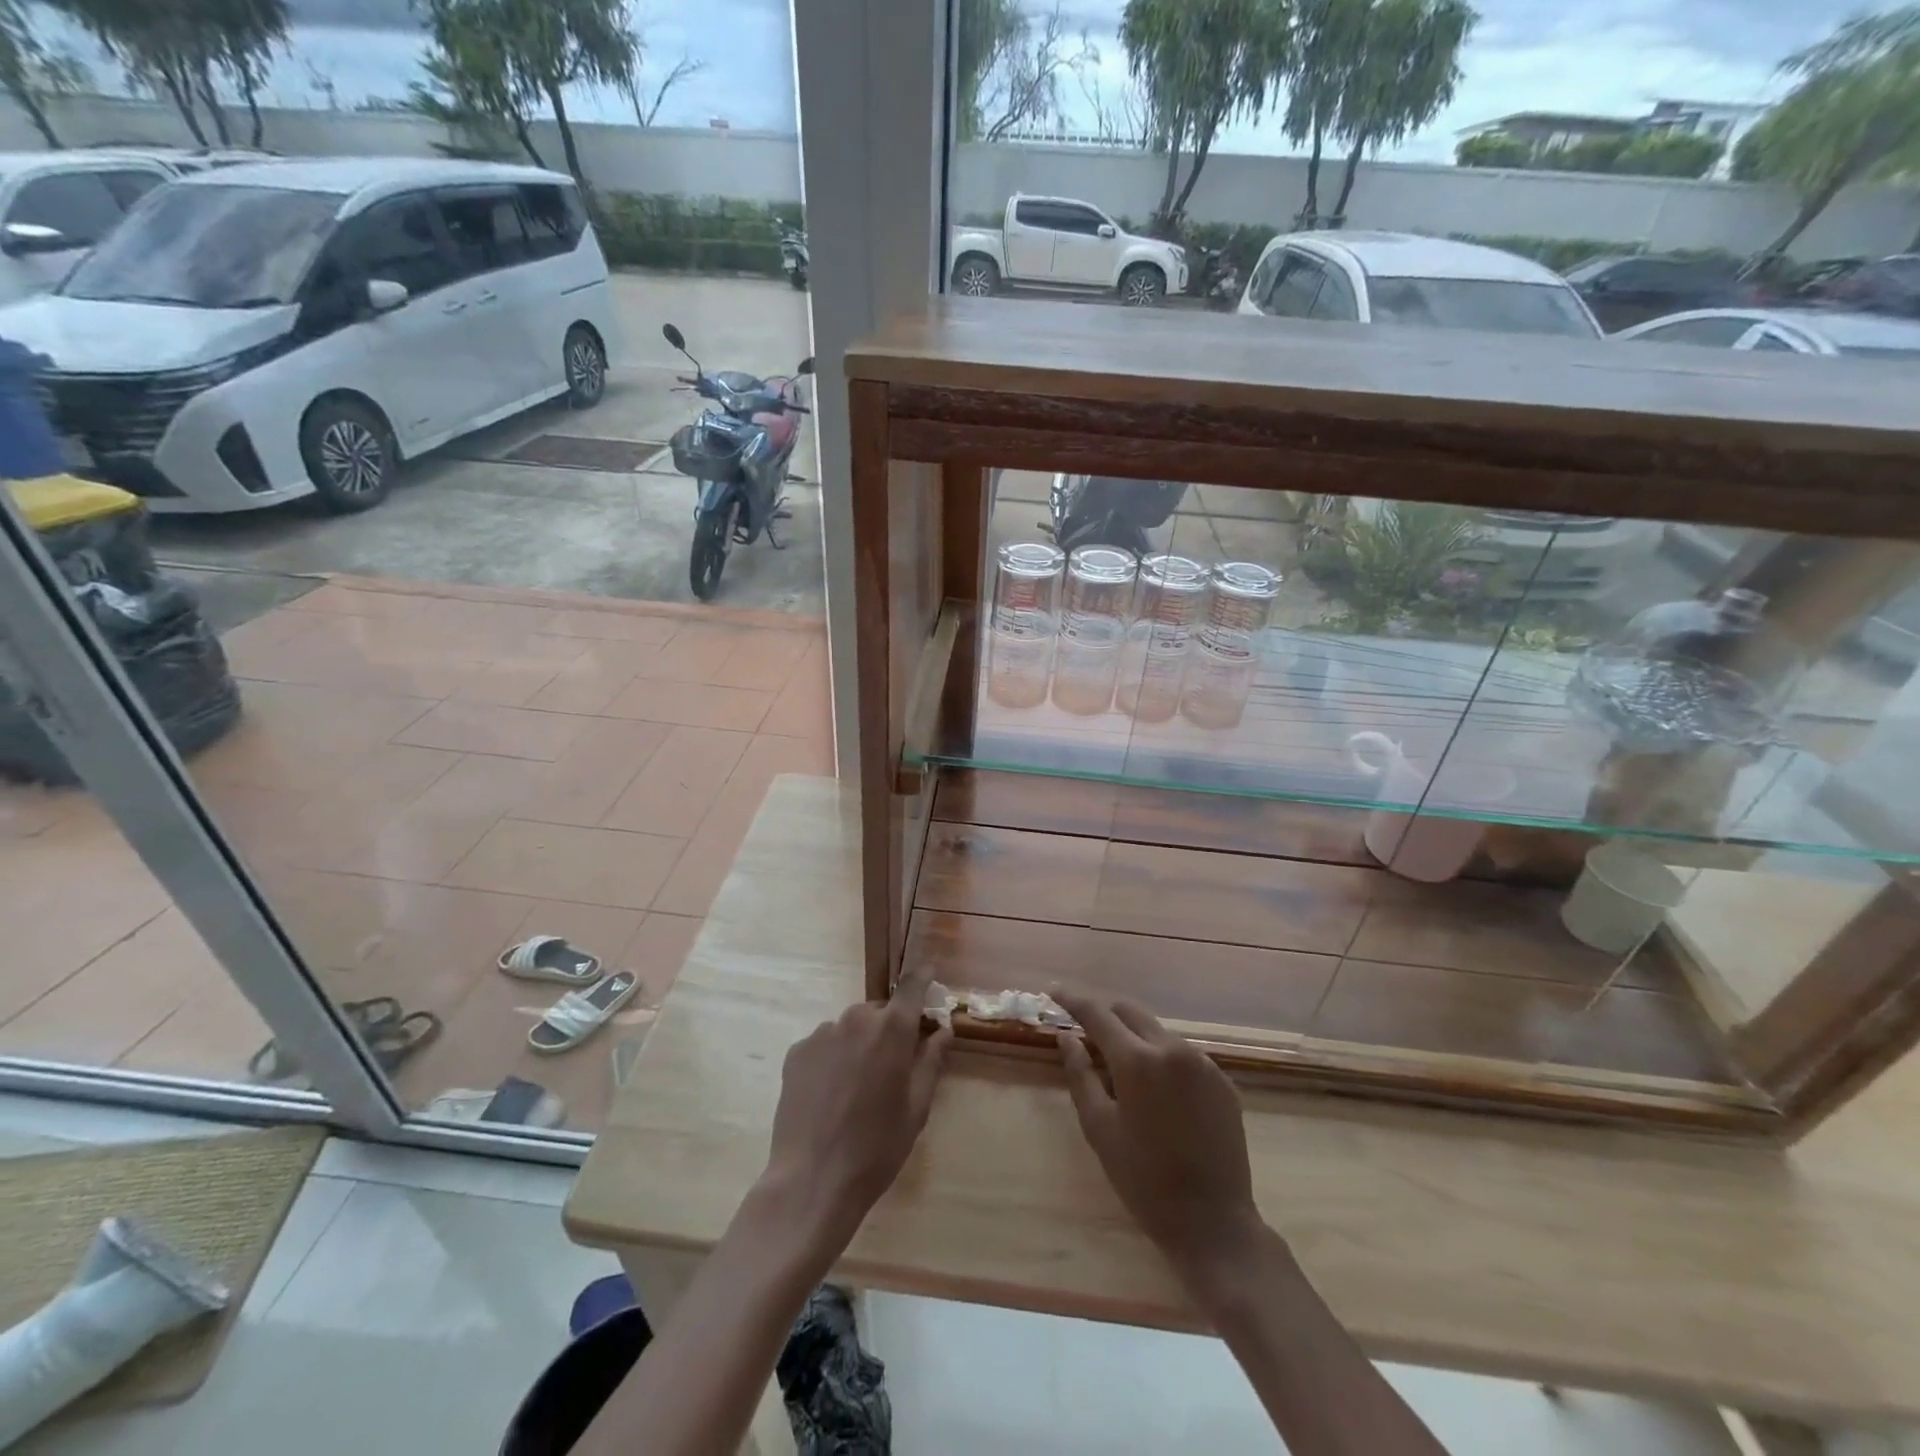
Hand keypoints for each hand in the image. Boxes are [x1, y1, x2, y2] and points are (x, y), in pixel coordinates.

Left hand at [759, 961, 952, 1255]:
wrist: (813, 1179)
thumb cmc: (877, 1147)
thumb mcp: (917, 1108)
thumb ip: (931, 1061)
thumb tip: (943, 1030)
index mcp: (893, 1030)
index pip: (912, 987)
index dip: (923, 978)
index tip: (930, 974)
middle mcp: (857, 1019)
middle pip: (879, 1012)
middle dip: (888, 1029)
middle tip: (891, 1066)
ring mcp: (822, 1033)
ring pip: (850, 1028)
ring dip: (858, 1044)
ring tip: (856, 1087)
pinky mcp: (797, 1051)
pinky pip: (824, 1044)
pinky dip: (832, 1058)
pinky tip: (830, 1093)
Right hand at [1053, 988, 1263, 1288]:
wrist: (1214, 1223)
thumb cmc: (1144, 1180)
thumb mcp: (1099, 1128)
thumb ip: (1080, 1074)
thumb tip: (1066, 1036)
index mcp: (1138, 1060)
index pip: (1098, 1014)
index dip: (1073, 999)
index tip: (1054, 990)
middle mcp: (1172, 1048)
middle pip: (1130, 1011)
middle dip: (1104, 1013)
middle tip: (1083, 1027)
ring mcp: (1203, 1062)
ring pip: (1157, 1030)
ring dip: (1133, 1036)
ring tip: (1119, 1065)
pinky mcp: (1222, 1080)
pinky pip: (1182, 1053)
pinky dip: (1160, 1056)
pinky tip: (1155, 1089)